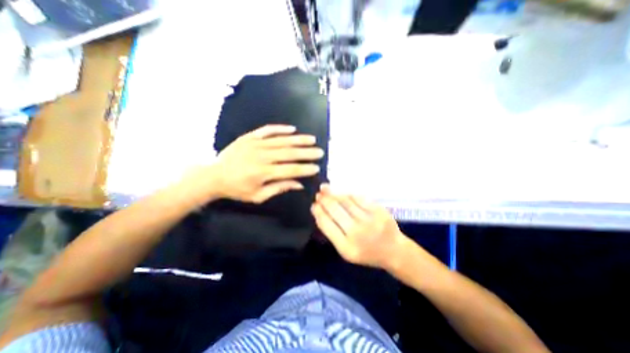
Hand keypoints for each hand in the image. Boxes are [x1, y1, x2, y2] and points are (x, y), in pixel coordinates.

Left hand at [211, 124, 321, 202]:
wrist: (213, 175)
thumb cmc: (237, 189)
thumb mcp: (258, 196)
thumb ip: (279, 188)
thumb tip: (298, 184)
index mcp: (263, 173)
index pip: (290, 170)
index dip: (304, 169)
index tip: (316, 167)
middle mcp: (262, 156)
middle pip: (289, 153)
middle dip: (306, 152)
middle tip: (320, 151)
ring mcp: (255, 144)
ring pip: (281, 140)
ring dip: (298, 140)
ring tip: (312, 139)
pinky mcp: (249, 137)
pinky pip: (267, 130)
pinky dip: (280, 129)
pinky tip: (292, 129)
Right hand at [311, 185, 410, 269]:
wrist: (394, 251)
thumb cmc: (367, 253)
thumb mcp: (346, 251)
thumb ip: (333, 234)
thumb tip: (319, 214)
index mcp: (347, 247)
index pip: (327, 225)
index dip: (318, 212)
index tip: (313, 205)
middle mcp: (357, 233)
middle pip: (335, 211)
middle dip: (324, 200)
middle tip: (318, 194)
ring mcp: (369, 220)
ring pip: (346, 202)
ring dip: (334, 194)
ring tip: (326, 189)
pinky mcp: (379, 211)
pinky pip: (359, 198)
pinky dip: (348, 194)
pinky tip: (342, 193)